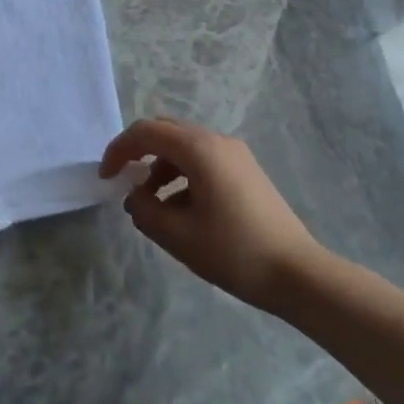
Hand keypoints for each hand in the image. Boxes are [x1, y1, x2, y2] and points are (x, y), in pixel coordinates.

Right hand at [100, 117, 324, 312]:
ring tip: (151, 204)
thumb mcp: (178, 236)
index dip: (119, 150)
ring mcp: (235, 154)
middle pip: (166, 131)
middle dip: (139, 152)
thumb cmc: (234, 252)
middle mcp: (217, 141)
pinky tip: (180, 210)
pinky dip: (182, 174)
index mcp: (199, 149)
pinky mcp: (246, 170)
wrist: (298, 273)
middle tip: (122, 180)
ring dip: (161, 166)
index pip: (146, 133)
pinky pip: (203, 159)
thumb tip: (134, 196)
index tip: (105, 177)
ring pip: (185, 146)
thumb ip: (145, 211)